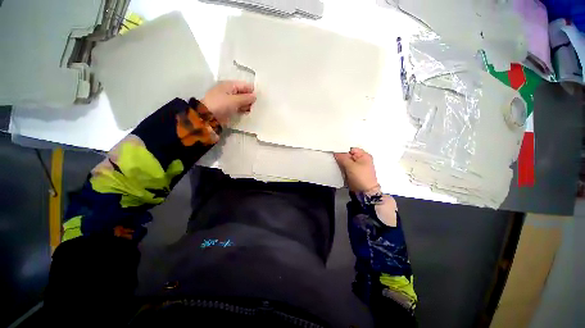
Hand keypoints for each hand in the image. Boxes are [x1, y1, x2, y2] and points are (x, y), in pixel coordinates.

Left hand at [201, 81, 256, 125]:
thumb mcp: (234, 100)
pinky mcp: (230, 109)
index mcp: (230, 85)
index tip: (261, 98)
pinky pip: (240, 108)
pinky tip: (250, 114)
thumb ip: (246, 98)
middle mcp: (230, 91)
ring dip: (248, 106)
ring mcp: (230, 101)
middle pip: (244, 94)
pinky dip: (244, 110)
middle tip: (259, 106)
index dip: (253, 91)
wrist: (208, 117)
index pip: (245, 86)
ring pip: (243, 101)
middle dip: (251, 99)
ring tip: (256, 111)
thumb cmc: (220, 105)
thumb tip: (255, 96)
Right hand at [334, 148, 379, 193]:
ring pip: (346, 162)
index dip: (343, 150)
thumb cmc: (362, 178)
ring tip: (338, 165)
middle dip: (341, 157)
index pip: (351, 149)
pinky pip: (346, 168)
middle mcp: (361, 160)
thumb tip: (337, 153)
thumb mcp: (351, 166)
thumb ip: (342, 158)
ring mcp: (357, 167)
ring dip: (341, 163)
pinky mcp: (353, 173)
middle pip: (348, 155)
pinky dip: (342, 168)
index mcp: (364, 156)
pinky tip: (340, 170)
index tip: (335, 152)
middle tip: (336, 159)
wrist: (364, 192)